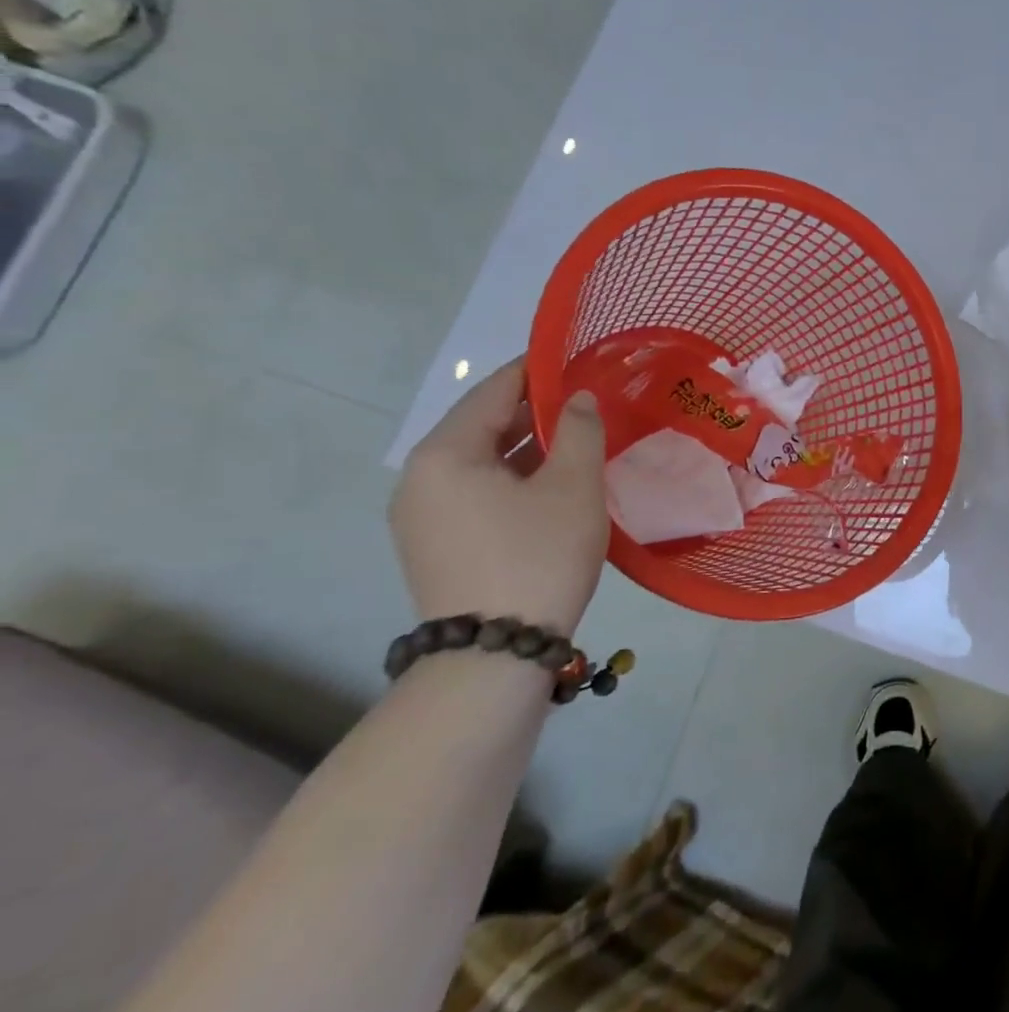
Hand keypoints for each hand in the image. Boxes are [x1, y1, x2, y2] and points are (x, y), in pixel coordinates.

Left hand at [390, 358, 608, 634]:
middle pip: (482, 425)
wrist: (495, 654)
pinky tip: (552, 481)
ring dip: (527, 446)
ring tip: (578, 437)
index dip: (538, 370)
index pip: (494, 391)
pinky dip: (513, 477)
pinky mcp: (435, 544)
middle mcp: (420, 478)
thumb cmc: (538, 556)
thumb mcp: (573, 485)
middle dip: (535, 409)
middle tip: (587, 399)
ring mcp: (421, 515)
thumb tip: (578, 397)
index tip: (577, 358)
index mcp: (444, 454)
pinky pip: (476, 491)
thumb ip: (579, 430)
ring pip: (480, 461)